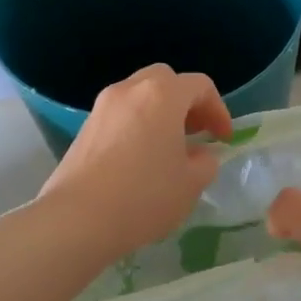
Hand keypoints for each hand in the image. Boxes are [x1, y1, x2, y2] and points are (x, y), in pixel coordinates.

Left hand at [41, 65, 232, 261]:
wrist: (77, 220)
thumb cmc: (144, 196)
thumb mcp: (191, 184)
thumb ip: (205, 162)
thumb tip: (199, 155)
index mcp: (162, 95)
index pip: (200, 86)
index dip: (218, 110)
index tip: (223, 139)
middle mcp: (130, 90)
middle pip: (166, 81)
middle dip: (187, 103)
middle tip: (197, 132)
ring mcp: (102, 107)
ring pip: (140, 96)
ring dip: (160, 113)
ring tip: (169, 147)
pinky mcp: (84, 128)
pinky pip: (121, 115)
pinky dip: (137, 125)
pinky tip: (140, 159)